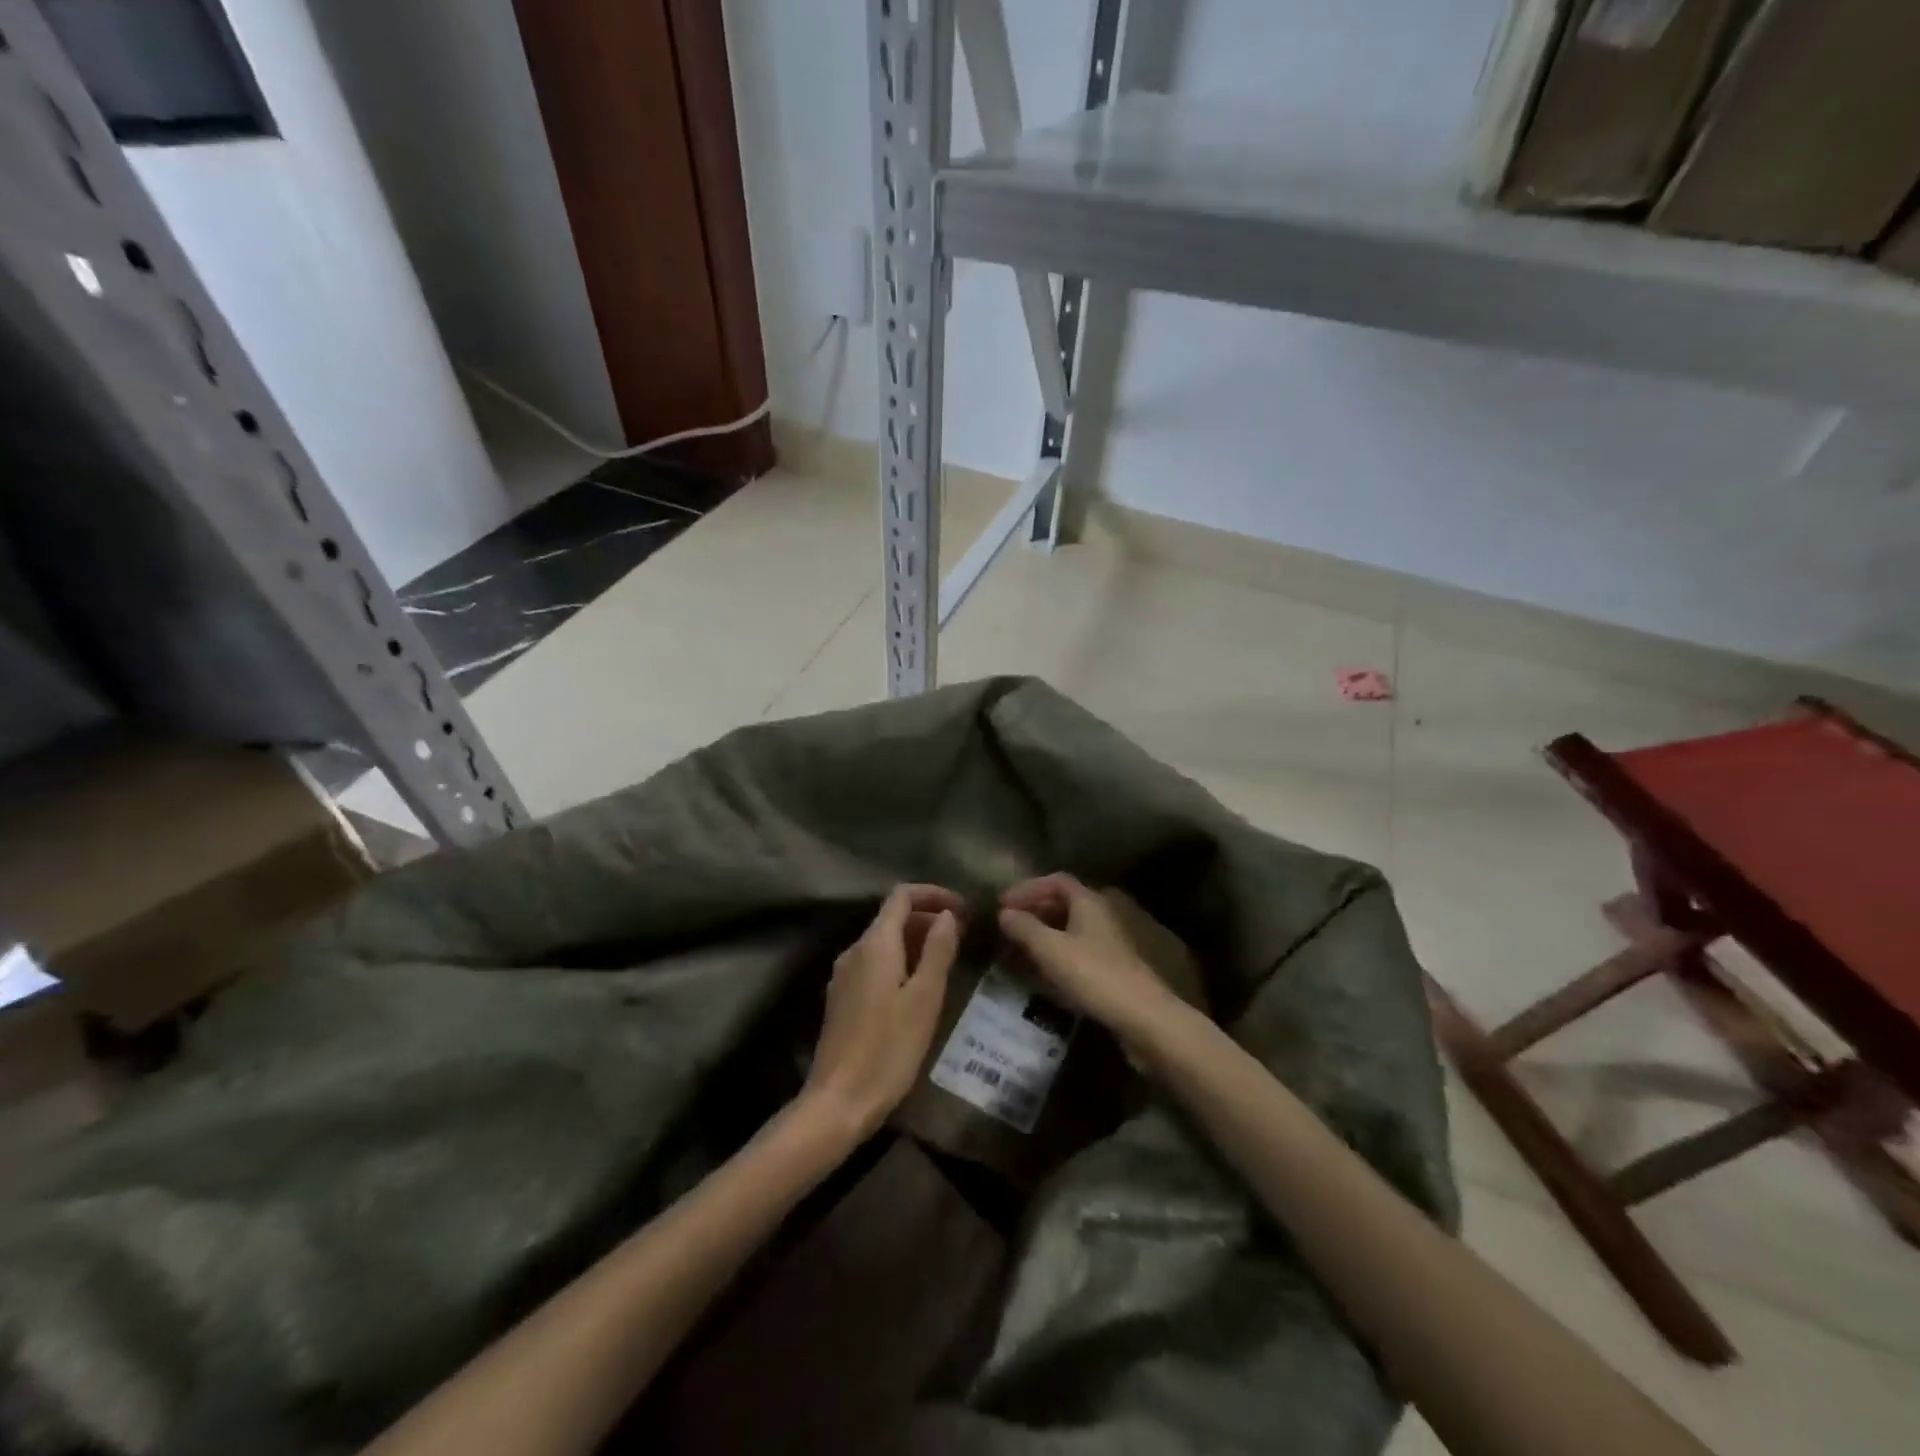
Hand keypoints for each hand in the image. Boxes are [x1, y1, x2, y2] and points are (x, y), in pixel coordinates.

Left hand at [802, 884, 962, 1139]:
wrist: (838, 1101)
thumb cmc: (889, 1048)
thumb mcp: (925, 998)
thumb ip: (937, 951)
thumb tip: (947, 915)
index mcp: (875, 944)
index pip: (901, 896)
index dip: (933, 893)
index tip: (963, 907)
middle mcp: (854, 951)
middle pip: (892, 917)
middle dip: (927, 917)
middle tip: (963, 934)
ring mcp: (844, 975)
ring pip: (883, 941)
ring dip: (915, 939)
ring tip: (947, 957)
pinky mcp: (842, 998)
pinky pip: (874, 963)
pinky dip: (900, 960)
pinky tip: (918, 985)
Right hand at [998, 874, 1185, 1050]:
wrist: (1142, 1017)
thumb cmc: (1093, 974)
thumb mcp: (1051, 949)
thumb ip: (1025, 928)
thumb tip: (1004, 913)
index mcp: (1089, 902)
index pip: (1056, 881)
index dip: (1028, 888)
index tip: (1003, 903)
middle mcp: (1100, 916)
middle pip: (1063, 903)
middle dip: (1033, 911)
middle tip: (1006, 925)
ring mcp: (1106, 943)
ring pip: (1068, 929)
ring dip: (1041, 934)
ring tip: (1016, 948)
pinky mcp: (1108, 969)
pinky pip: (1074, 952)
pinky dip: (1054, 955)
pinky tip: (1039, 972)